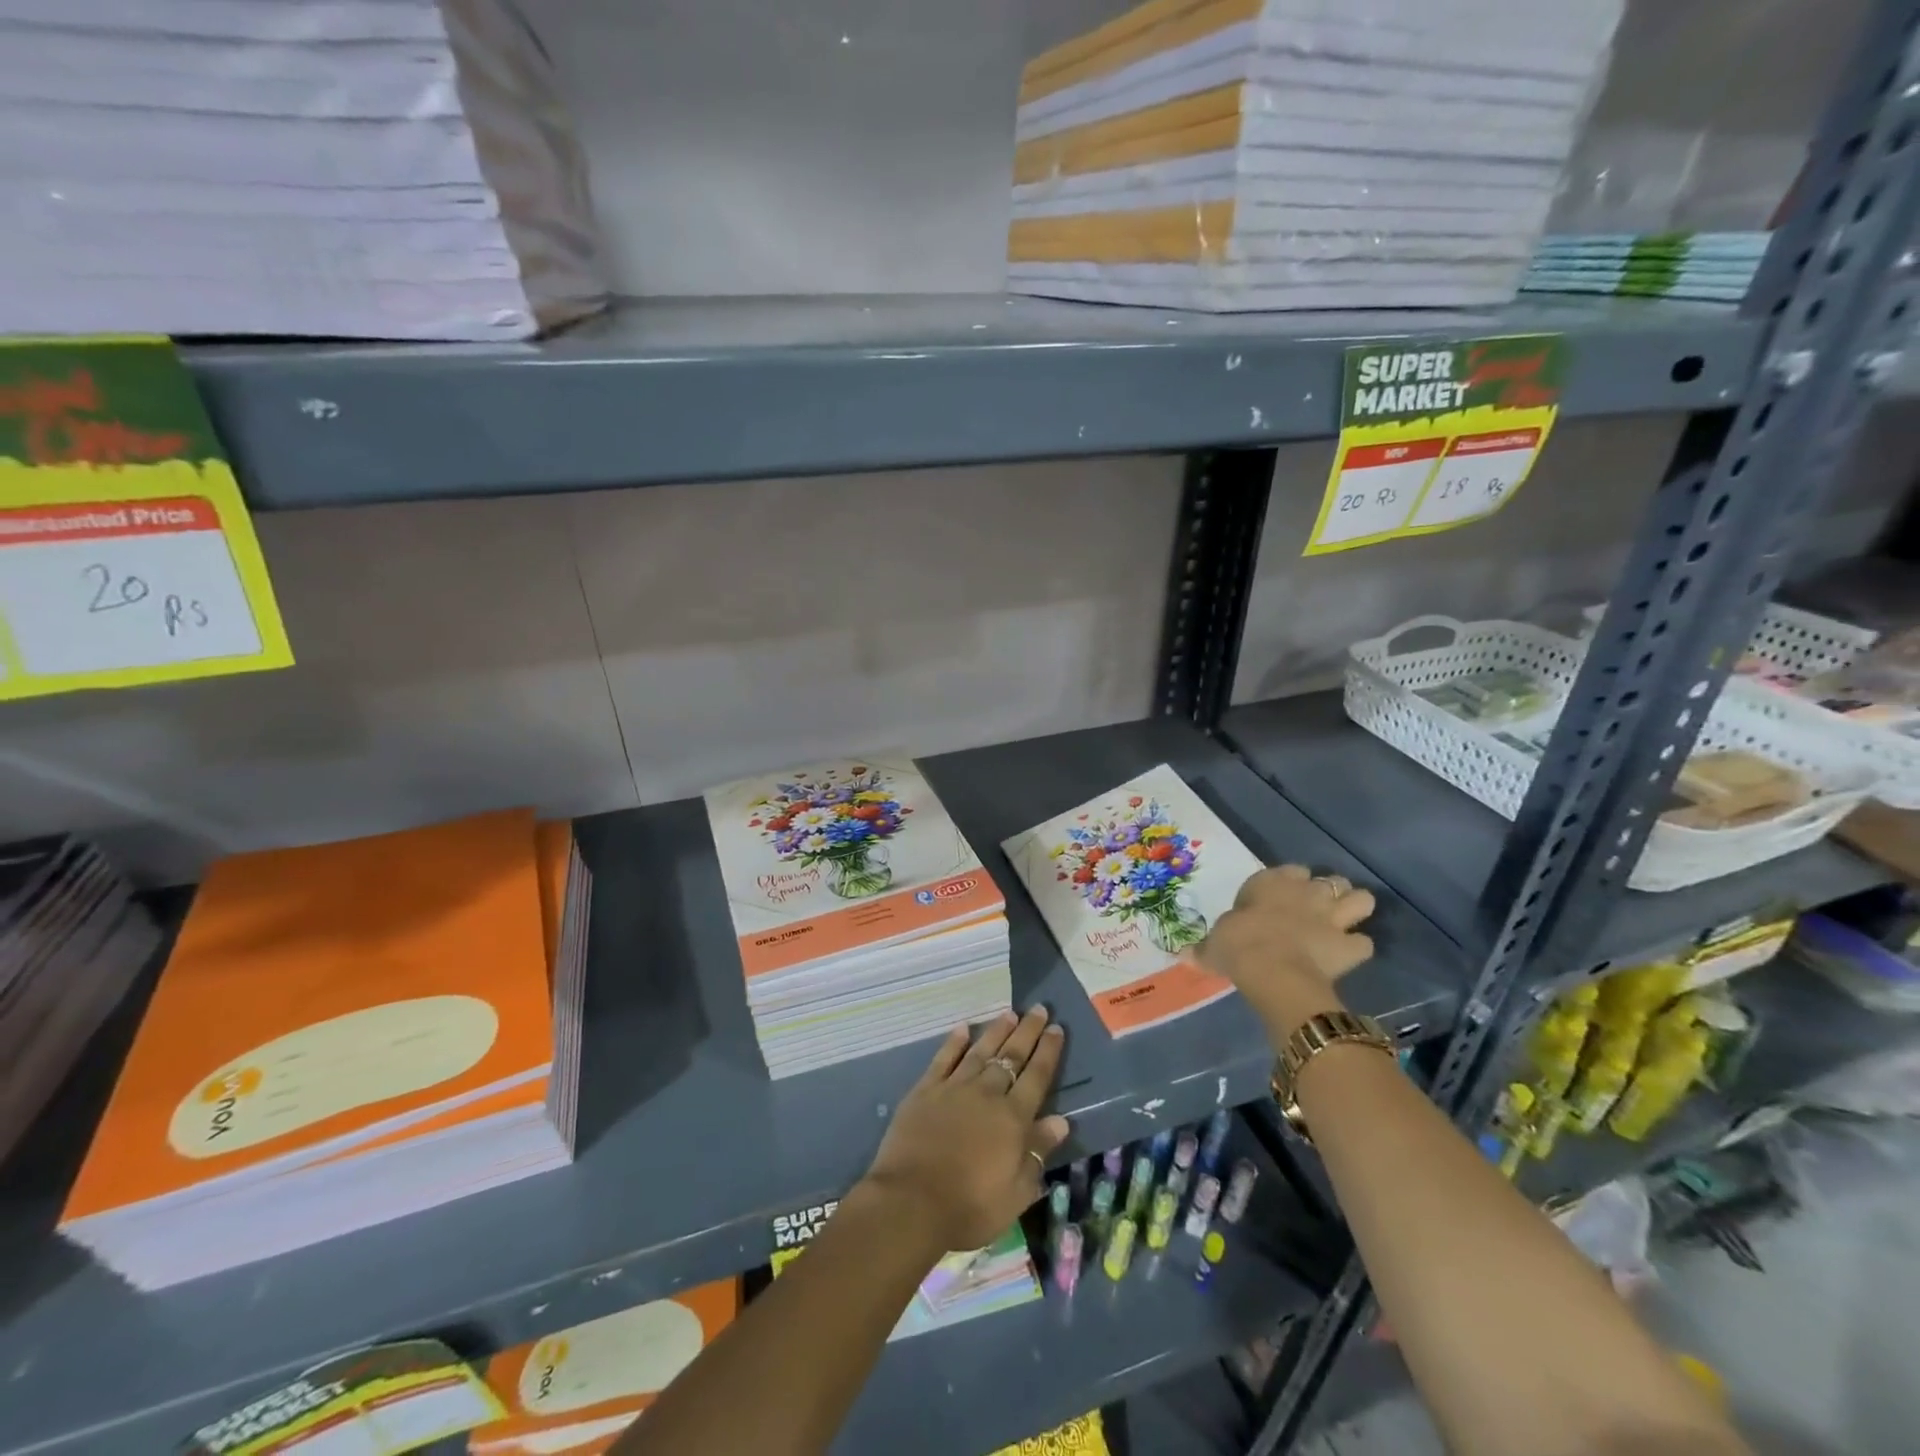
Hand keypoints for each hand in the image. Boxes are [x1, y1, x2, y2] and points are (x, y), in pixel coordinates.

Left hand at [860, 1007, 1070, 1253]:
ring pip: (980, 1051)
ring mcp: (954, 1088)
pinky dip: (954, 1042)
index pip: (1037, 1077)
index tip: (1057, 1028)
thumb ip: (1037, 1152)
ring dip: (997, 1031)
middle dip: (1028, 1031)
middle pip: (1011, 1056)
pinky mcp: (925, 1090)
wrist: (911, 1202)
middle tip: (1039, 1009)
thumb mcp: (1016, 1192)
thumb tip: (1061, 1120)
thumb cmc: (970, 1206)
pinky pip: (943, 1059)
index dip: (1048, 1051)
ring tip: (1010, 1013)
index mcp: (1013, 1118)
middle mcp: (987, 1094)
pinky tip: (963, 1028)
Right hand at [1196, 865, 1375, 1041]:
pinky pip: (1364, 943)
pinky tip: (1347, 956)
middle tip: (1317, 911)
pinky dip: (1357, 948)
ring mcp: (1332, 917)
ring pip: (1361, 900)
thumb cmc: (1237, 946)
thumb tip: (1184, 955)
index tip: (1282, 897)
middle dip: (1329, 893)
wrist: (1272, 970)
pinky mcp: (1350, 946)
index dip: (1291, 882)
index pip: (1291, 870)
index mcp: (1271, 883)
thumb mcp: (1213, 945)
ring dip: (1354, 911)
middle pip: (1331, 881)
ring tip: (1343, 924)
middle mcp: (1306, 893)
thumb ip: (1206, 948)